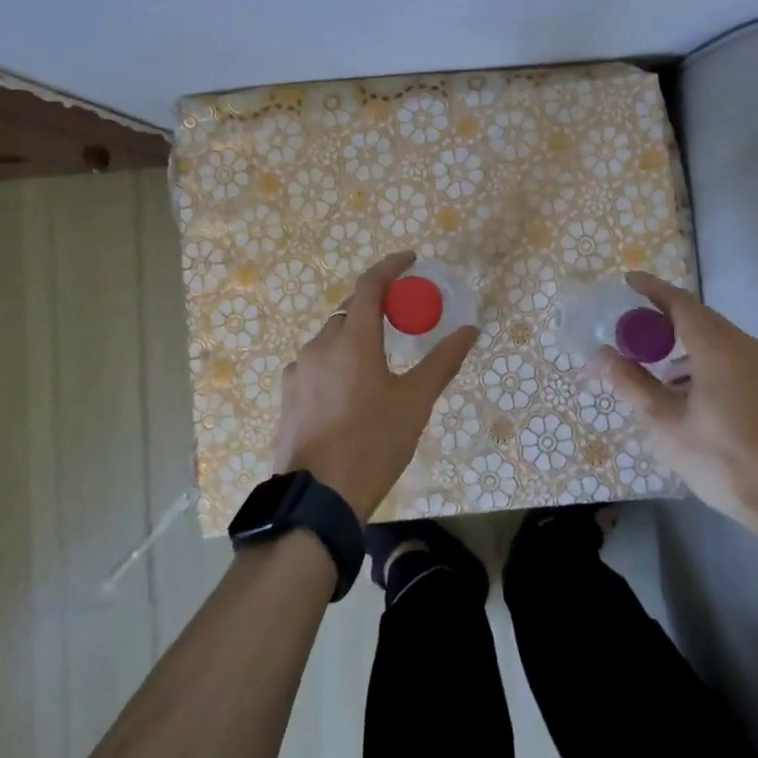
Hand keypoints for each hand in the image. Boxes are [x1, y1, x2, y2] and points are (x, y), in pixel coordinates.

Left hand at [270, 252, 478, 519]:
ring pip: (331, 338)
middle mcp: (320, 344)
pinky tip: (348, 392)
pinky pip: (316, 364)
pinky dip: (336, 363)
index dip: (390, 266)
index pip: (370, 284)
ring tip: (377, 362)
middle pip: (350, 311)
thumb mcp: (415, 402)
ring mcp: (298, 370)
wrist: (317, 498)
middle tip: (401, 317)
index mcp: (353, 339)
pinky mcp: (287, 394)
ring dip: (354, 337)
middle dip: (376, 306)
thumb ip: (443, 361)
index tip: (410, 259)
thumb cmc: (373, 443)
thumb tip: (470, 330)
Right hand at [596, 271, 757, 541]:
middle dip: (667, 322)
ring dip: (690, 348)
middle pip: (702, 320)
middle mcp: (749, 346)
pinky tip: (699, 395)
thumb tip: (604, 356)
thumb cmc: (723, 461)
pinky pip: (740, 360)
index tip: (630, 280)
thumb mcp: (667, 424)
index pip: (680, 303)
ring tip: (665, 377)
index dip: (653, 289)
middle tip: (638, 334)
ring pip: (722, 342)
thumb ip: (633, 384)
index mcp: (719, 348)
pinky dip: (712, 363)